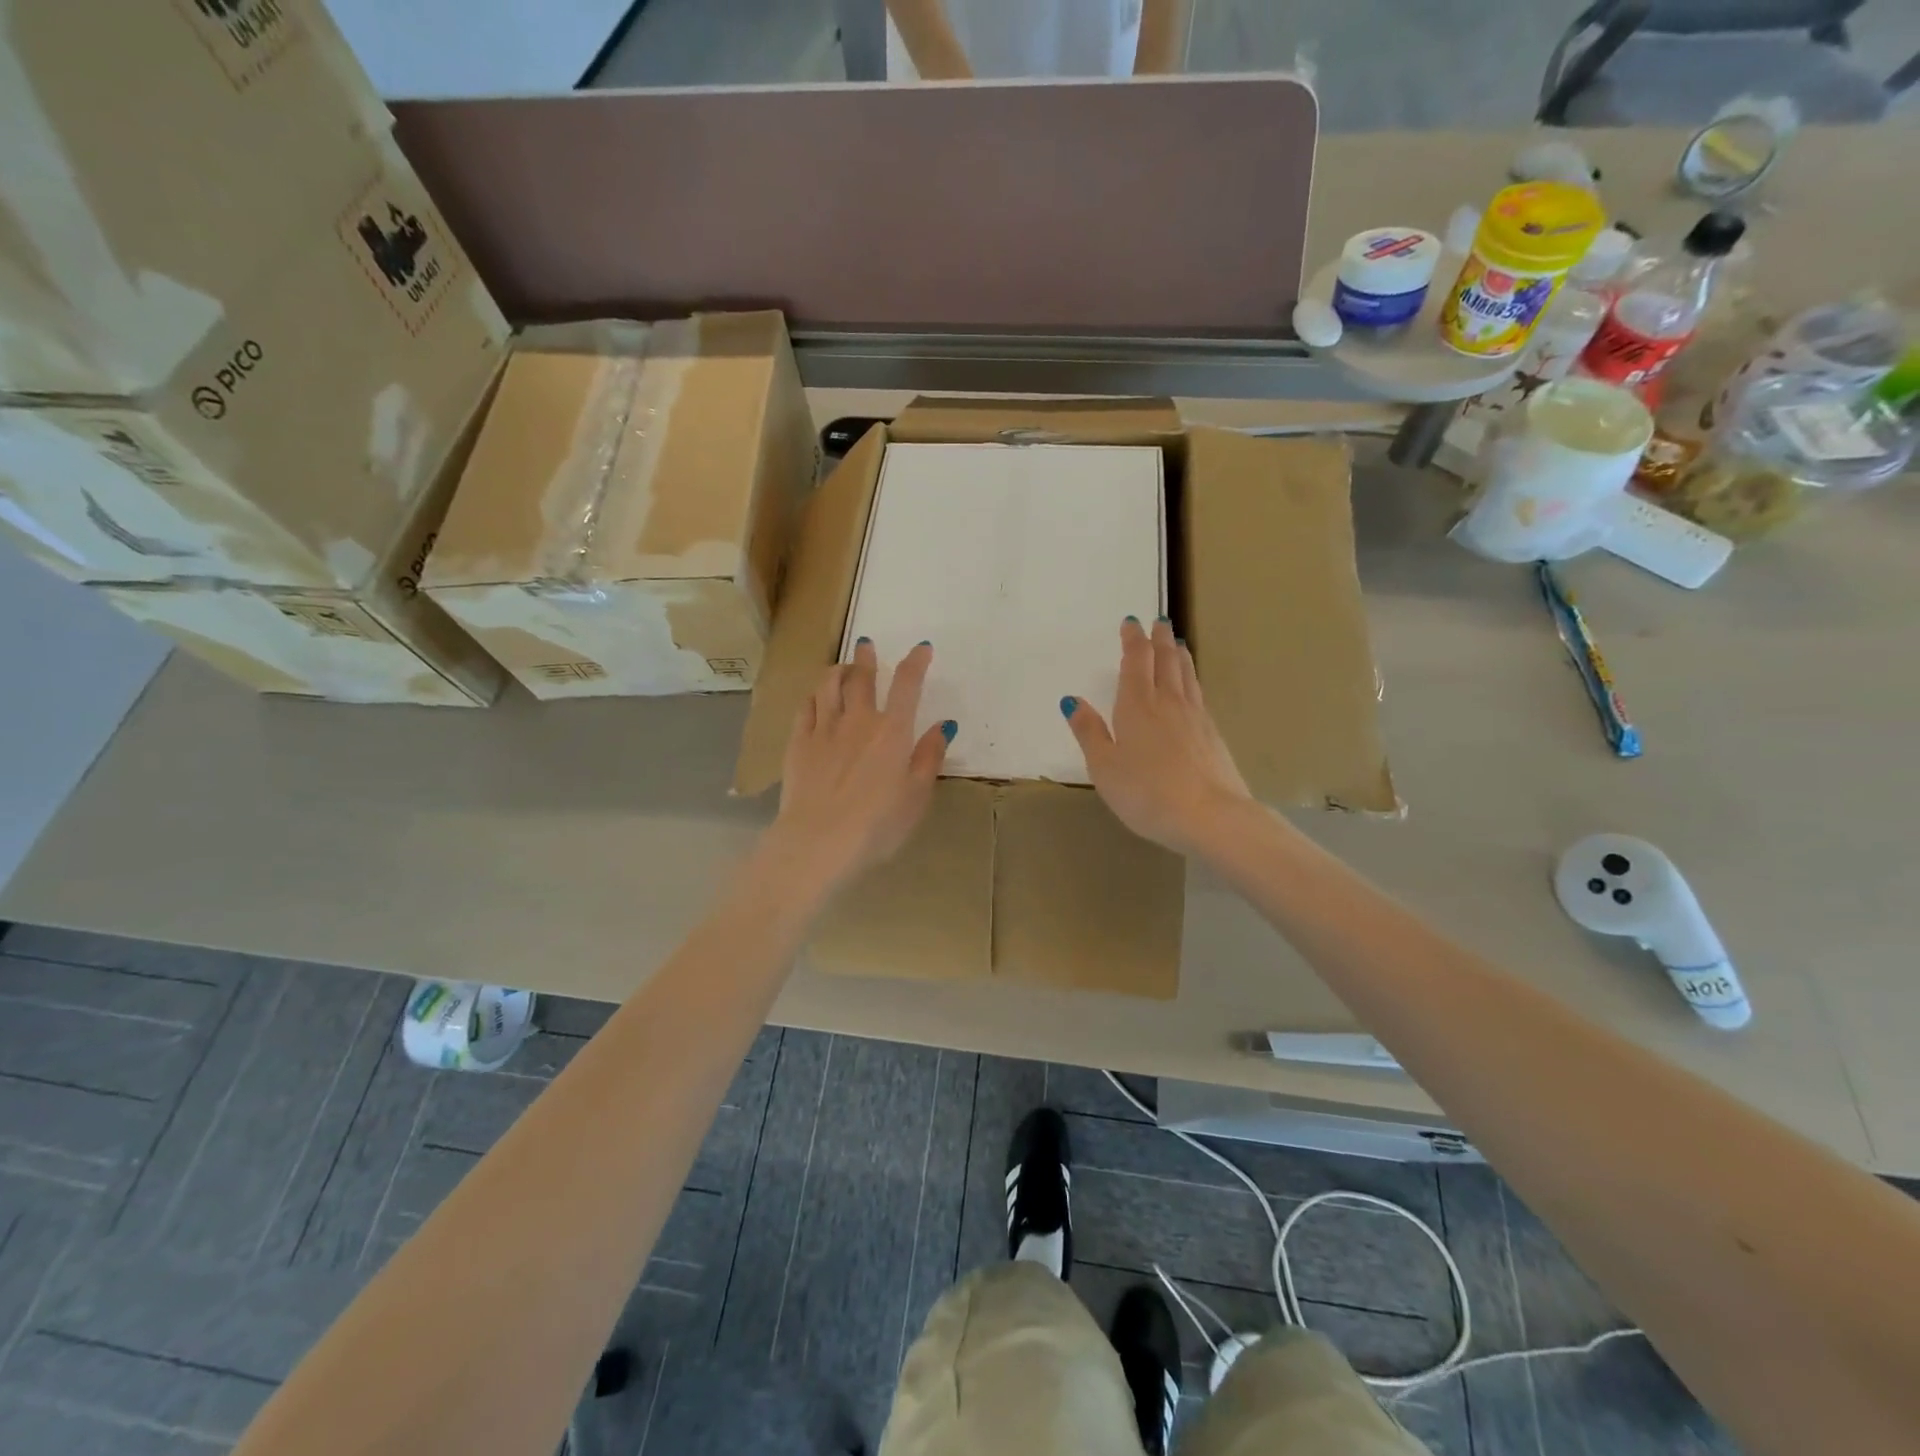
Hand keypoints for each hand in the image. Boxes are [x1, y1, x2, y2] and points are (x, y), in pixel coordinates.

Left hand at [766, 639, 953, 891]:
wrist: (819, 841)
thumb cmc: (878, 824)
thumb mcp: (917, 796)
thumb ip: (929, 757)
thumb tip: (944, 725)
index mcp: (893, 732)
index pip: (907, 685)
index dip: (916, 663)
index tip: (922, 649)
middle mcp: (858, 721)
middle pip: (862, 679)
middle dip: (867, 659)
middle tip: (866, 645)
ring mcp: (824, 730)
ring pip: (828, 686)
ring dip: (837, 671)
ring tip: (841, 667)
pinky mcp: (798, 744)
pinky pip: (805, 708)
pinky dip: (814, 696)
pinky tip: (815, 697)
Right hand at [1063, 618, 1254, 854]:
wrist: (1210, 815)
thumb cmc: (1146, 793)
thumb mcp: (1104, 767)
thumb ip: (1089, 732)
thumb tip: (1072, 700)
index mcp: (1137, 706)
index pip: (1136, 661)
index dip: (1133, 640)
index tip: (1131, 622)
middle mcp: (1168, 702)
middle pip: (1166, 661)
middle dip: (1160, 639)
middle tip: (1159, 622)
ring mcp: (1195, 717)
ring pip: (1187, 674)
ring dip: (1179, 654)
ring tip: (1177, 644)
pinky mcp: (1213, 734)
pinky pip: (1198, 693)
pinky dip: (1192, 679)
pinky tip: (1191, 687)